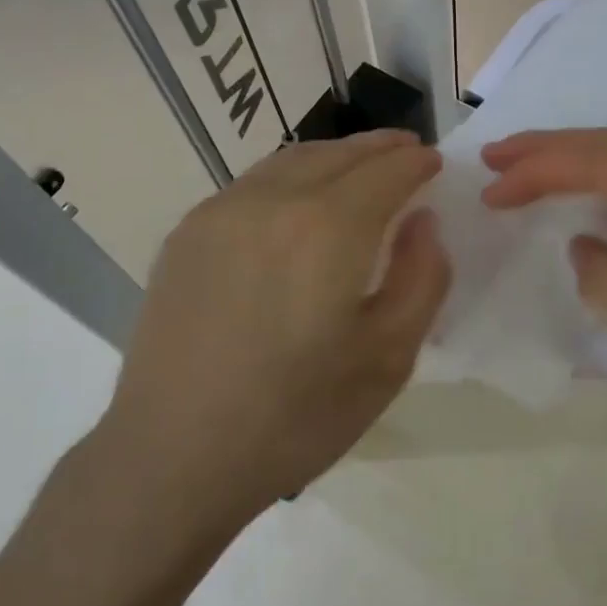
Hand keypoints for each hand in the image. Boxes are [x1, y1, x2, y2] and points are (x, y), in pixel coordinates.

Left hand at [91, 130, 446, 540]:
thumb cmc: (294, 417)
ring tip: (360, 166)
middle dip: (380, 149)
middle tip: (406, 151)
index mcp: (328, 228)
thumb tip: (423, 221)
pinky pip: (254, 183)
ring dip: (336, 156)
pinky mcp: (188, 231)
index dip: (415, 163)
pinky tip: (300, 199)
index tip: (435, 163)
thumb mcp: (388, 359)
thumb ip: (421, 278)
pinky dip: (292, 175)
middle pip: (339, 155)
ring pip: (293, 160)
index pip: (385, 171)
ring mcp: (222, 210)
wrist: (171, 457)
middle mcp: (273, 200)